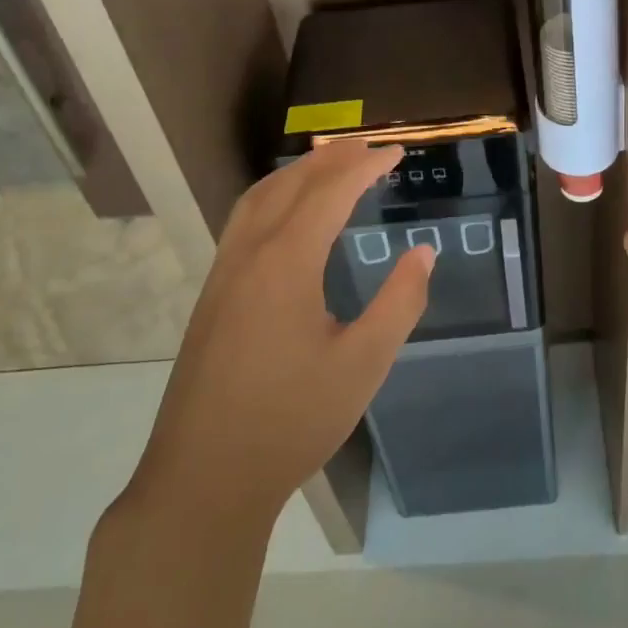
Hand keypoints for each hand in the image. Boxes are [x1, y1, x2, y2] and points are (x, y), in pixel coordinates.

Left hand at [126, 140, 433, 532]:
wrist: (204, 478)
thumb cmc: (292, 421)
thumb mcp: (363, 364)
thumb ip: (400, 302)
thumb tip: (423, 253)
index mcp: (287, 262)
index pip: (331, 190)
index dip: (366, 166)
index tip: (397, 153)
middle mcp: (250, 253)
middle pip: (292, 182)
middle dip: (334, 157)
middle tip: (372, 149)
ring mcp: (223, 272)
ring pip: (260, 197)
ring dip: (299, 172)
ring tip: (333, 164)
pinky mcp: (212, 294)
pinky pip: (244, 220)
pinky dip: (273, 196)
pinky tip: (288, 215)